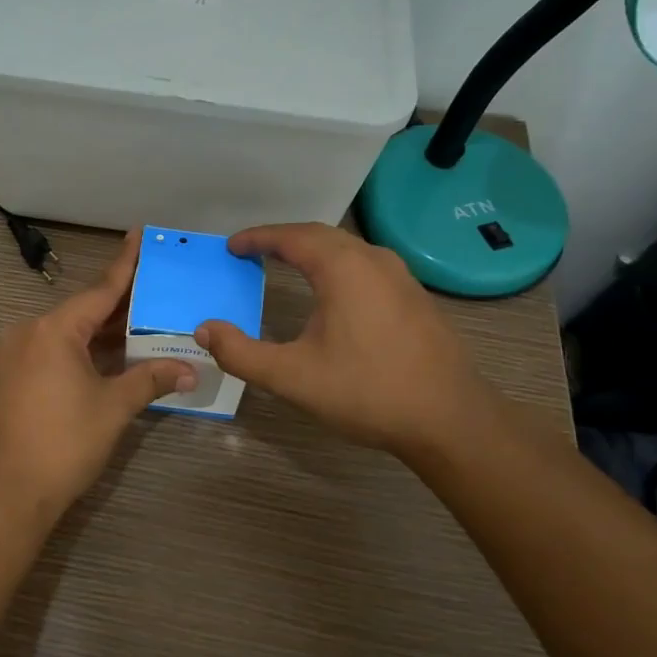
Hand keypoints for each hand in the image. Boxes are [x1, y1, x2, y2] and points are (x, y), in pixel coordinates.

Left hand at [0, 233, 196, 522]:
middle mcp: (29, 332)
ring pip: (68, 334)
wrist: (6, 493)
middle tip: (156, 288)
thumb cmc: (63, 443)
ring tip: (142, 323)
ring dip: (102, 333)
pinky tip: (110, 356)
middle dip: (120, 305)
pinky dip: (82, 351)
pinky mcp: (9, 378)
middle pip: (83, 311)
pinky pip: (53, 352)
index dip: (125, 264)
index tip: (139, 234)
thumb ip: (151, 379)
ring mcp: (14, 355)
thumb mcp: (113, 407)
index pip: (100, 290)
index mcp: (53, 330)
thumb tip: (190, 370)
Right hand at [195, 223, 498, 460]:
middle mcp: (373, 260)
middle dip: (283, 239)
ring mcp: (401, 277)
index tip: (232, 246)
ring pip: (347, 248)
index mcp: (343, 268)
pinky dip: (337, 265)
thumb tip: (205, 330)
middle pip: (320, 236)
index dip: (258, 238)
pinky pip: (366, 265)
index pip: (291, 237)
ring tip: (286, 263)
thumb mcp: (292, 377)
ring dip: (313, 250)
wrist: (451, 420)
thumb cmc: (367, 392)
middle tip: (253, 251)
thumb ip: (241, 353)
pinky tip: (332, 291)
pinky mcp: (415, 297)